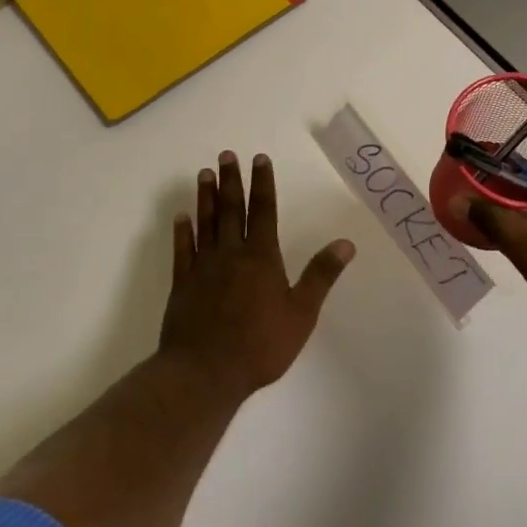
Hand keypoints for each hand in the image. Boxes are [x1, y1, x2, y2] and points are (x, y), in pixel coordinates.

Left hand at [160, 151, 355, 398]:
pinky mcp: (182, 284)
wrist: (205, 372)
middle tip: (227, 154)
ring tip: (204, 174)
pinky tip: (181, 217)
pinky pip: (182, 250)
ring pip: (205, 223)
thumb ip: (321, 275)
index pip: (264, 211)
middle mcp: (231, 254)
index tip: (260, 159)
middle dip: (231, 180)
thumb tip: (345, 243)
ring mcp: (203, 267)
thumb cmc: (260, 345)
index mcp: (262, 258)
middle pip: (232, 210)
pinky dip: (182, 231)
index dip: (263, 184)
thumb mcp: (301, 313)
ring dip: (206, 197)